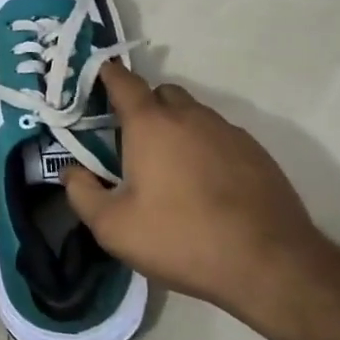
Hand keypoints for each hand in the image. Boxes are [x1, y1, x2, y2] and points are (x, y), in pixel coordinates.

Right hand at [61, 64, 327, 330]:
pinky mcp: (256, 153)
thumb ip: (82, 194)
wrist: (269, 263)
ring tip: (171, 170)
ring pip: (193, 115)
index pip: (124, 82)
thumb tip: (70, 171)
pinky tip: (206, 186)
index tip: (97, 79)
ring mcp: (228, 131)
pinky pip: (220, 137)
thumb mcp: (114, 228)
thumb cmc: (181, 238)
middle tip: (132, 142)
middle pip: (161, 94)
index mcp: (151, 124)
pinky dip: (206, 148)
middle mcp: (190, 116)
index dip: (107, 76)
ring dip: (177, 129)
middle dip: (144, 107)